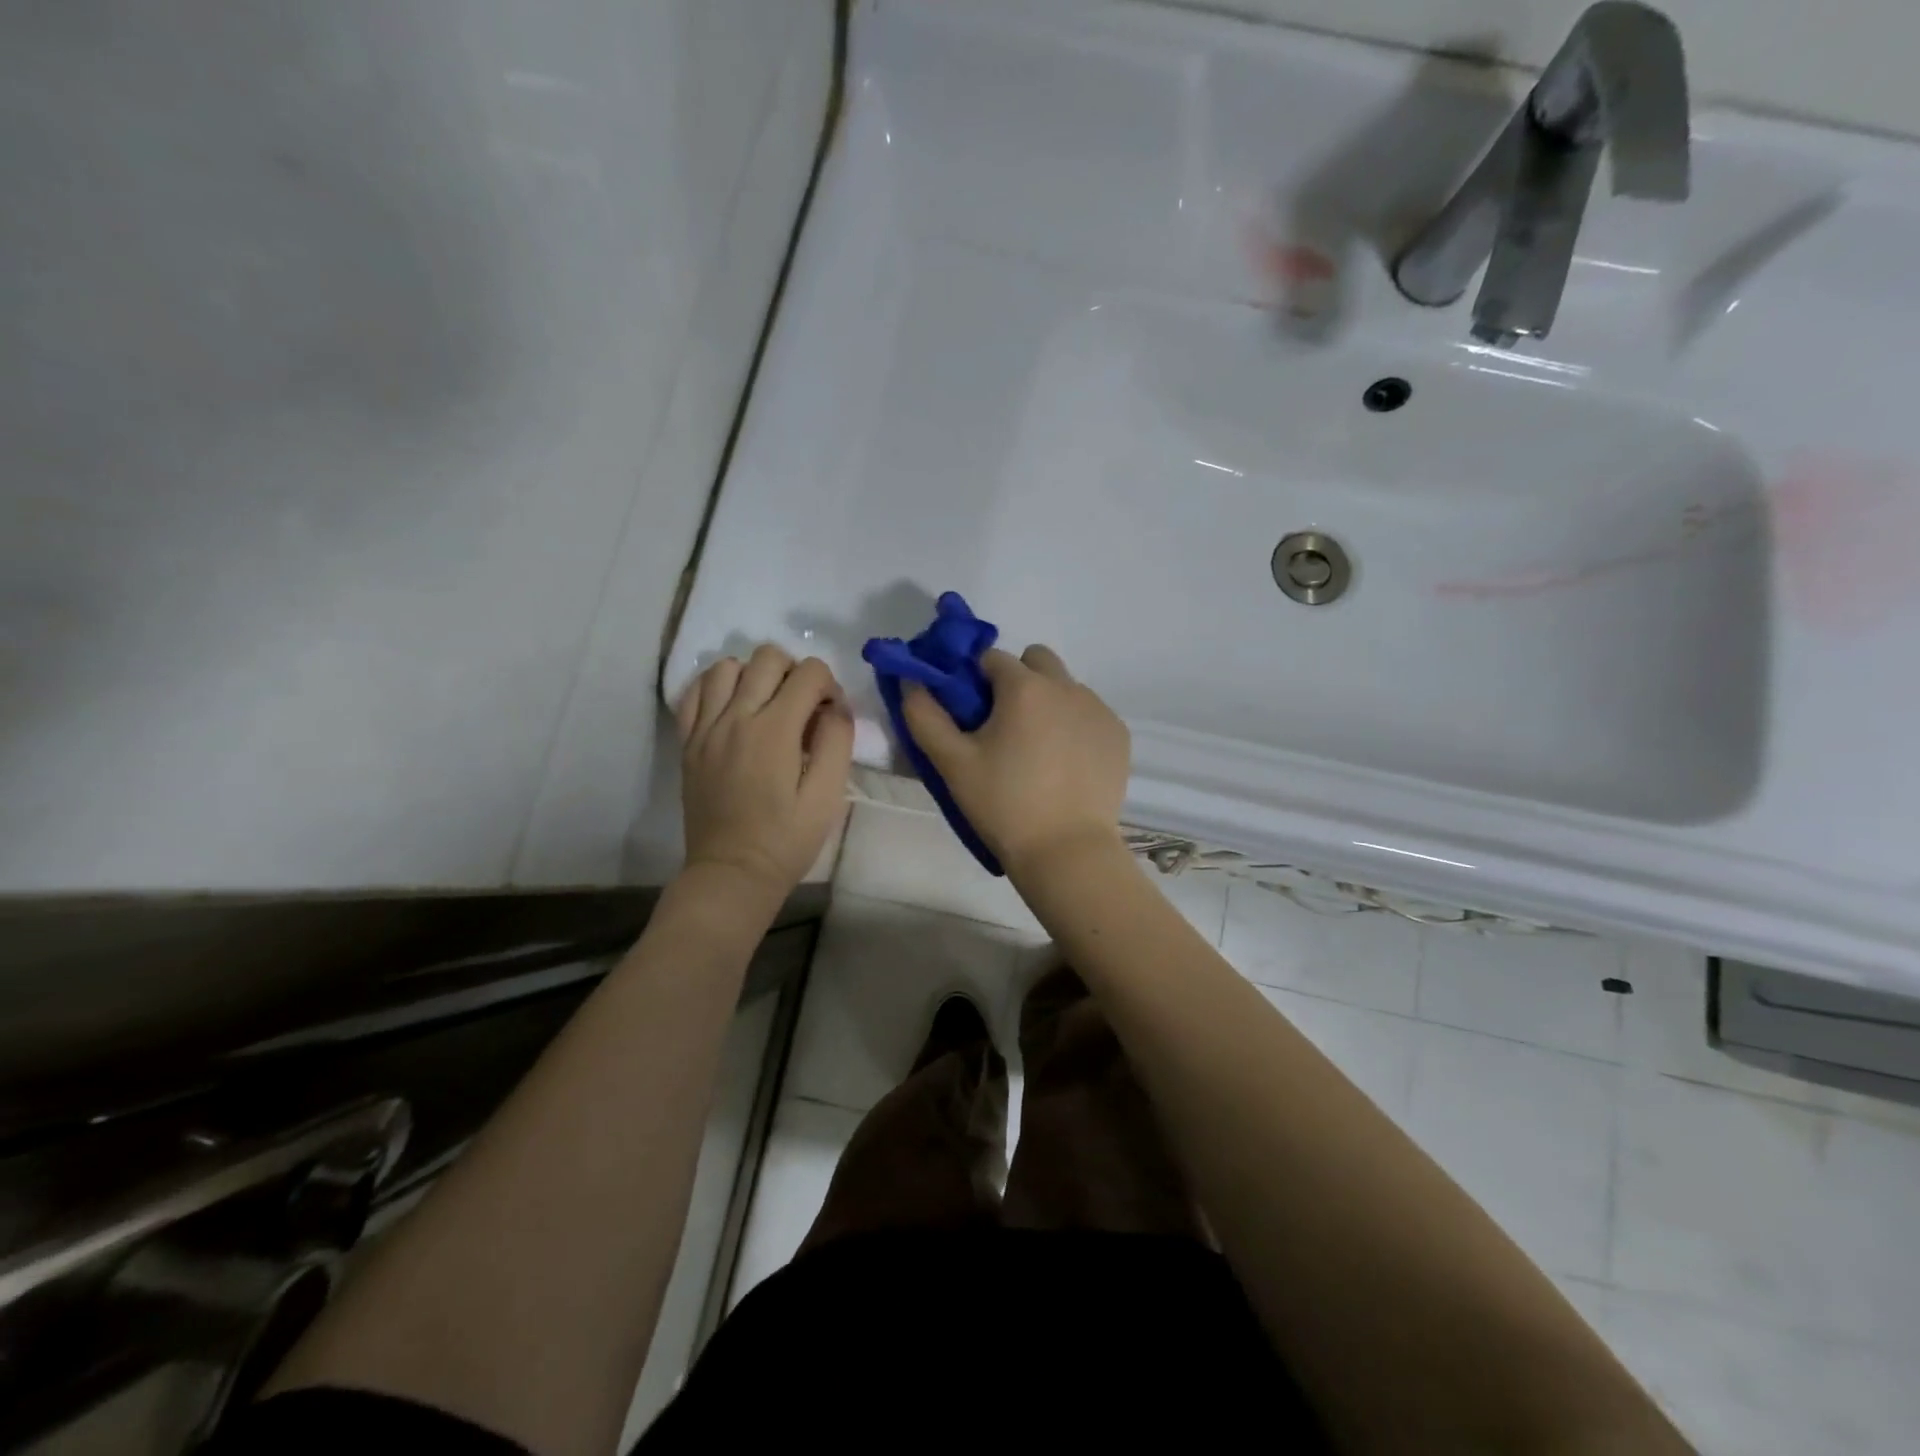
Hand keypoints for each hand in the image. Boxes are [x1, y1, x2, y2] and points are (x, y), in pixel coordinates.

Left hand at [676, 646, 853, 904]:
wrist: (732, 873)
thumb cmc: (786, 840)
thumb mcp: (827, 796)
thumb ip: (836, 741)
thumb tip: (836, 706)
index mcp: (774, 730)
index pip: (809, 672)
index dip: (830, 686)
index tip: (831, 716)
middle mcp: (735, 717)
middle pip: (768, 657)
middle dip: (796, 672)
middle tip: (803, 708)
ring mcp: (705, 727)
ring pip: (727, 666)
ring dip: (755, 674)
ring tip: (767, 705)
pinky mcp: (688, 742)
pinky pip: (695, 691)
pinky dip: (717, 687)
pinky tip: (733, 708)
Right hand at [903, 644, 1129, 878]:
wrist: (1066, 851)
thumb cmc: (1003, 805)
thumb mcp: (952, 763)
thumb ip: (924, 716)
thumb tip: (912, 681)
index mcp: (1024, 687)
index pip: (991, 658)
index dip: (975, 680)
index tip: (972, 713)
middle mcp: (1066, 686)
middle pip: (1036, 660)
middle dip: (1017, 679)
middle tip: (1005, 726)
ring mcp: (1098, 709)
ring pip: (1065, 686)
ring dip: (1048, 702)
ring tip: (1037, 751)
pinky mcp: (1118, 734)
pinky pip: (1089, 713)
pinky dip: (1074, 725)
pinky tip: (1065, 764)